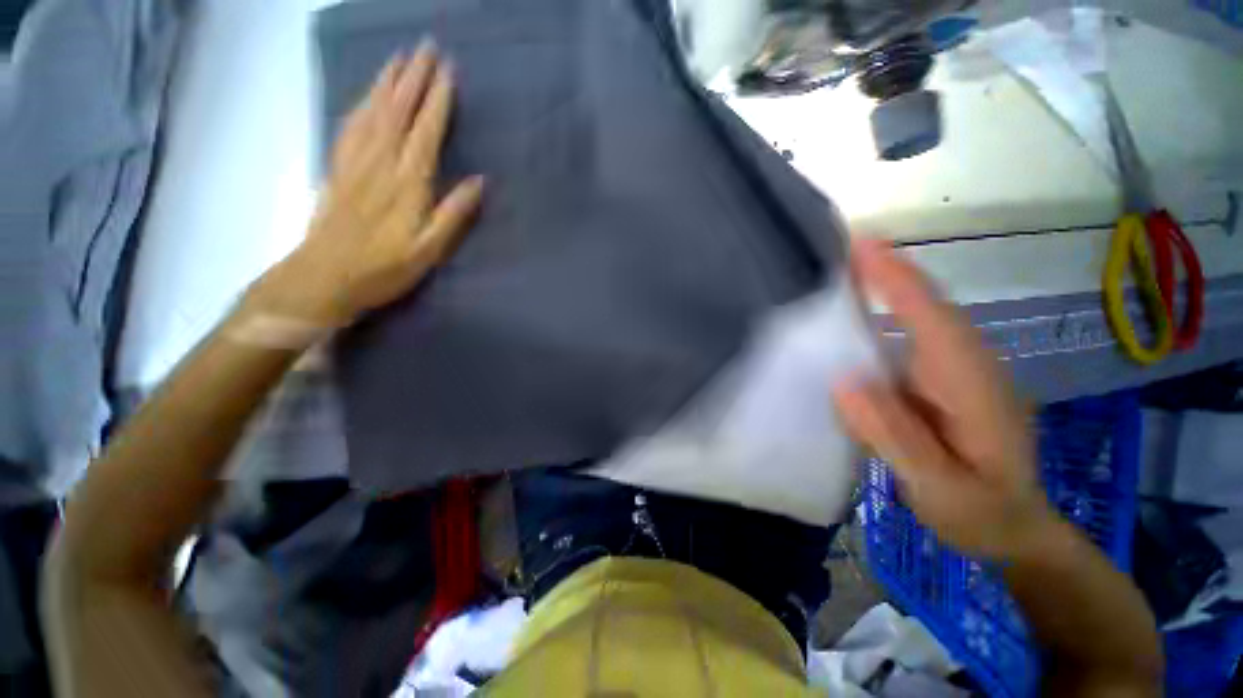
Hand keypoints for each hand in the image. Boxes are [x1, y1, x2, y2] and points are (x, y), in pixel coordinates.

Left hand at [251, 41, 483, 327]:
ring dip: (387, 82)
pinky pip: (350, 126)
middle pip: (398, 111)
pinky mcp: (337, 168)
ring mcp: (354, 162)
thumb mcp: (429, 249)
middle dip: (414, 77)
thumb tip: (480, 181)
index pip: (426, 131)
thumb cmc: (385, 268)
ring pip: (372, 111)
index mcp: (407, 182)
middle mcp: (380, 162)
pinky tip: (366, 95)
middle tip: (426, 48)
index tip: (448, 70)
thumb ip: (454, 214)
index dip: (437, 100)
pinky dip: (361, 104)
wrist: (325, 277)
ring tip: (400, 58)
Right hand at [833, 240, 1057, 560]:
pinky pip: (906, 335)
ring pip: (916, 316)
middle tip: (830, 250)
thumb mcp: (942, 489)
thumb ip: (897, 437)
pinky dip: (879, 314)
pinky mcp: (937, 378)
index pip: (932, 316)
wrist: (1013, 527)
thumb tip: (843, 383)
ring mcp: (952, 369)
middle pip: (923, 304)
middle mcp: (964, 363)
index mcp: (972, 383)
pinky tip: (847, 315)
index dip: (896, 278)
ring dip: (878, 287)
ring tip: (832, 272)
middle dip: (882, 270)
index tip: (859, 245)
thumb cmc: (983, 512)